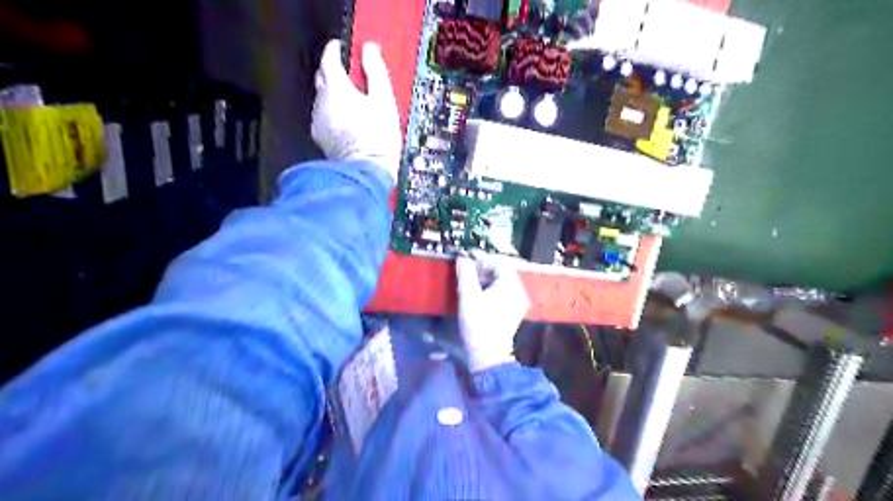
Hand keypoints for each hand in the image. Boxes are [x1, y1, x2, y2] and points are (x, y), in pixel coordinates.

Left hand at [311, 40, 401, 181]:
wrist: (366, 172)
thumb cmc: (377, 139)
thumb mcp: (384, 101)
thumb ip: (375, 72)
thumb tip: (370, 51)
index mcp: (336, 88)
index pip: (329, 58)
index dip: (337, 49)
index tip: (344, 48)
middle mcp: (321, 102)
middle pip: (323, 77)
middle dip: (335, 71)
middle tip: (353, 75)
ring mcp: (319, 121)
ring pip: (323, 99)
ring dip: (336, 95)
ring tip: (355, 102)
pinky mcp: (321, 138)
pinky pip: (325, 117)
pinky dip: (334, 113)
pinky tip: (349, 122)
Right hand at [461, 255, 527, 372]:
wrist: (487, 355)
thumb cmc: (478, 324)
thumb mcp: (468, 297)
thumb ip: (465, 274)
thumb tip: (462, 257)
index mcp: (512, 286)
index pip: (499, 263)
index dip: (482, 258)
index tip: (466, 256)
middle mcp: (519, 291)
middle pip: (502, 271)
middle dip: (483, 266)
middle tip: (466, 266)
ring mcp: (517, 302)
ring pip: (501, 281)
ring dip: (485, 276)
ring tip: (469, 277)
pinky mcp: (513, 310)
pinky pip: (502, 291)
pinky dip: (490, 287)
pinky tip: (477, 290)